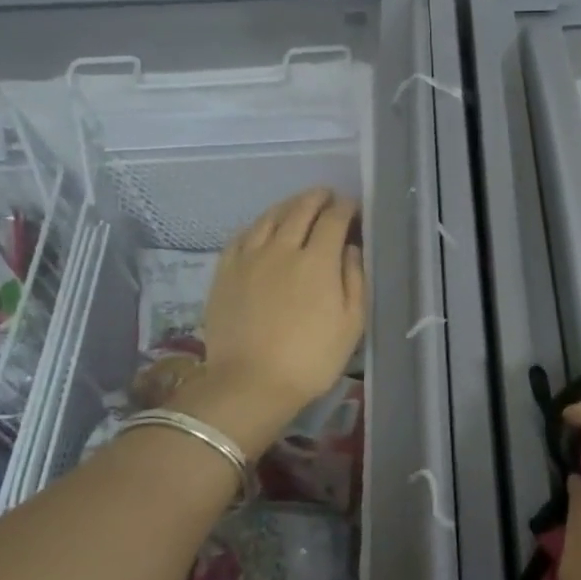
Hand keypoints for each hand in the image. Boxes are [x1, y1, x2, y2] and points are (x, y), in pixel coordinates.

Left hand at [177, 189, 364, 429]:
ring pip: (270, 217)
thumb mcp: (351, 323)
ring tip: (299, 204)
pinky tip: (264, 227)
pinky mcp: (225, 271)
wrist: (250, 383)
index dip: (346, 208)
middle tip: (327, 196)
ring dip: (288, 205)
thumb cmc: (311, 358)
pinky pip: (243, 235)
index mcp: (318, 261)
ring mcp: (250, 257)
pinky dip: (259, 223)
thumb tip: (351, 248)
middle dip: (318, 198)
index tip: (353, 207)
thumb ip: (355, 279)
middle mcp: (283, 248)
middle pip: (301, 209)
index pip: (334, 219)